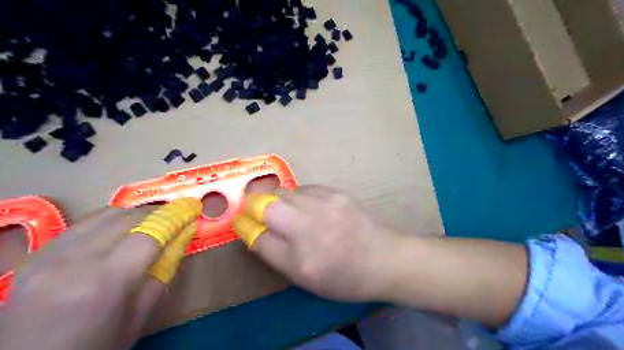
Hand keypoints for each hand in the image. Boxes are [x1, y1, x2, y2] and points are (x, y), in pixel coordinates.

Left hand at [0, 199, 200, 349]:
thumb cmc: (94, 348)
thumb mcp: (139, 314)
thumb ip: (165, 269)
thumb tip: (184, 234)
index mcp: (106, 282)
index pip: (150, 233)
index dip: (176, 217)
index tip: (193, 207)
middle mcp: (75, 260)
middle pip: (128, 218)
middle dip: (159, 213)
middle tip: (177, 216)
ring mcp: (50, 255)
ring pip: (106, 214)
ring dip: (136, 214)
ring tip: (153, 221)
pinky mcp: (37, 254)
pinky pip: (84, 223)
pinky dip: (110, 220)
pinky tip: (120, 230)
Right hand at [233, 184, 399, 301]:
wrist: (384, 258)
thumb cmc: (345, 277)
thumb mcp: (306, 278)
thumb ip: (276, 254)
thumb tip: (255, 231)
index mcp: (300, 260)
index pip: (258, 237)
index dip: (245, 226)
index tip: (241, 221)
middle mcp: (309, 228)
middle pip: (266, 204)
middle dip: (253, 203)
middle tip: (255, 207)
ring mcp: (325, 206)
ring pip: (284, 191)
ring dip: (276, 198)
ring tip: (285, 208)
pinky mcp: (337, 192)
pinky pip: (305, 188)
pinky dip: (298, 195)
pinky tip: (307, 205)